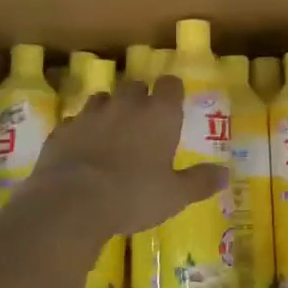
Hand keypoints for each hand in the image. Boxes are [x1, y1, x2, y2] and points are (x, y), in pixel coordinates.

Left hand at [20, 75, 227, 243]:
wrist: (71, 203)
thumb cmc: (133, 195)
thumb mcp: (174, 195)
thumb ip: (200, 182)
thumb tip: (226, 174)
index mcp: (159, 114)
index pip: (170, 84)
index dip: (171, 92)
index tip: (172, 105)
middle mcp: (126, 105)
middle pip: (135, 86)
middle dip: (139, 99)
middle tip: (142, 124)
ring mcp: (90, 114)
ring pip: (102, 99)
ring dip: (109, 111)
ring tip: (111, 135)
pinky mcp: (61, 130)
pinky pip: (75, 122)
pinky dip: (81, 131)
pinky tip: (82, 151)